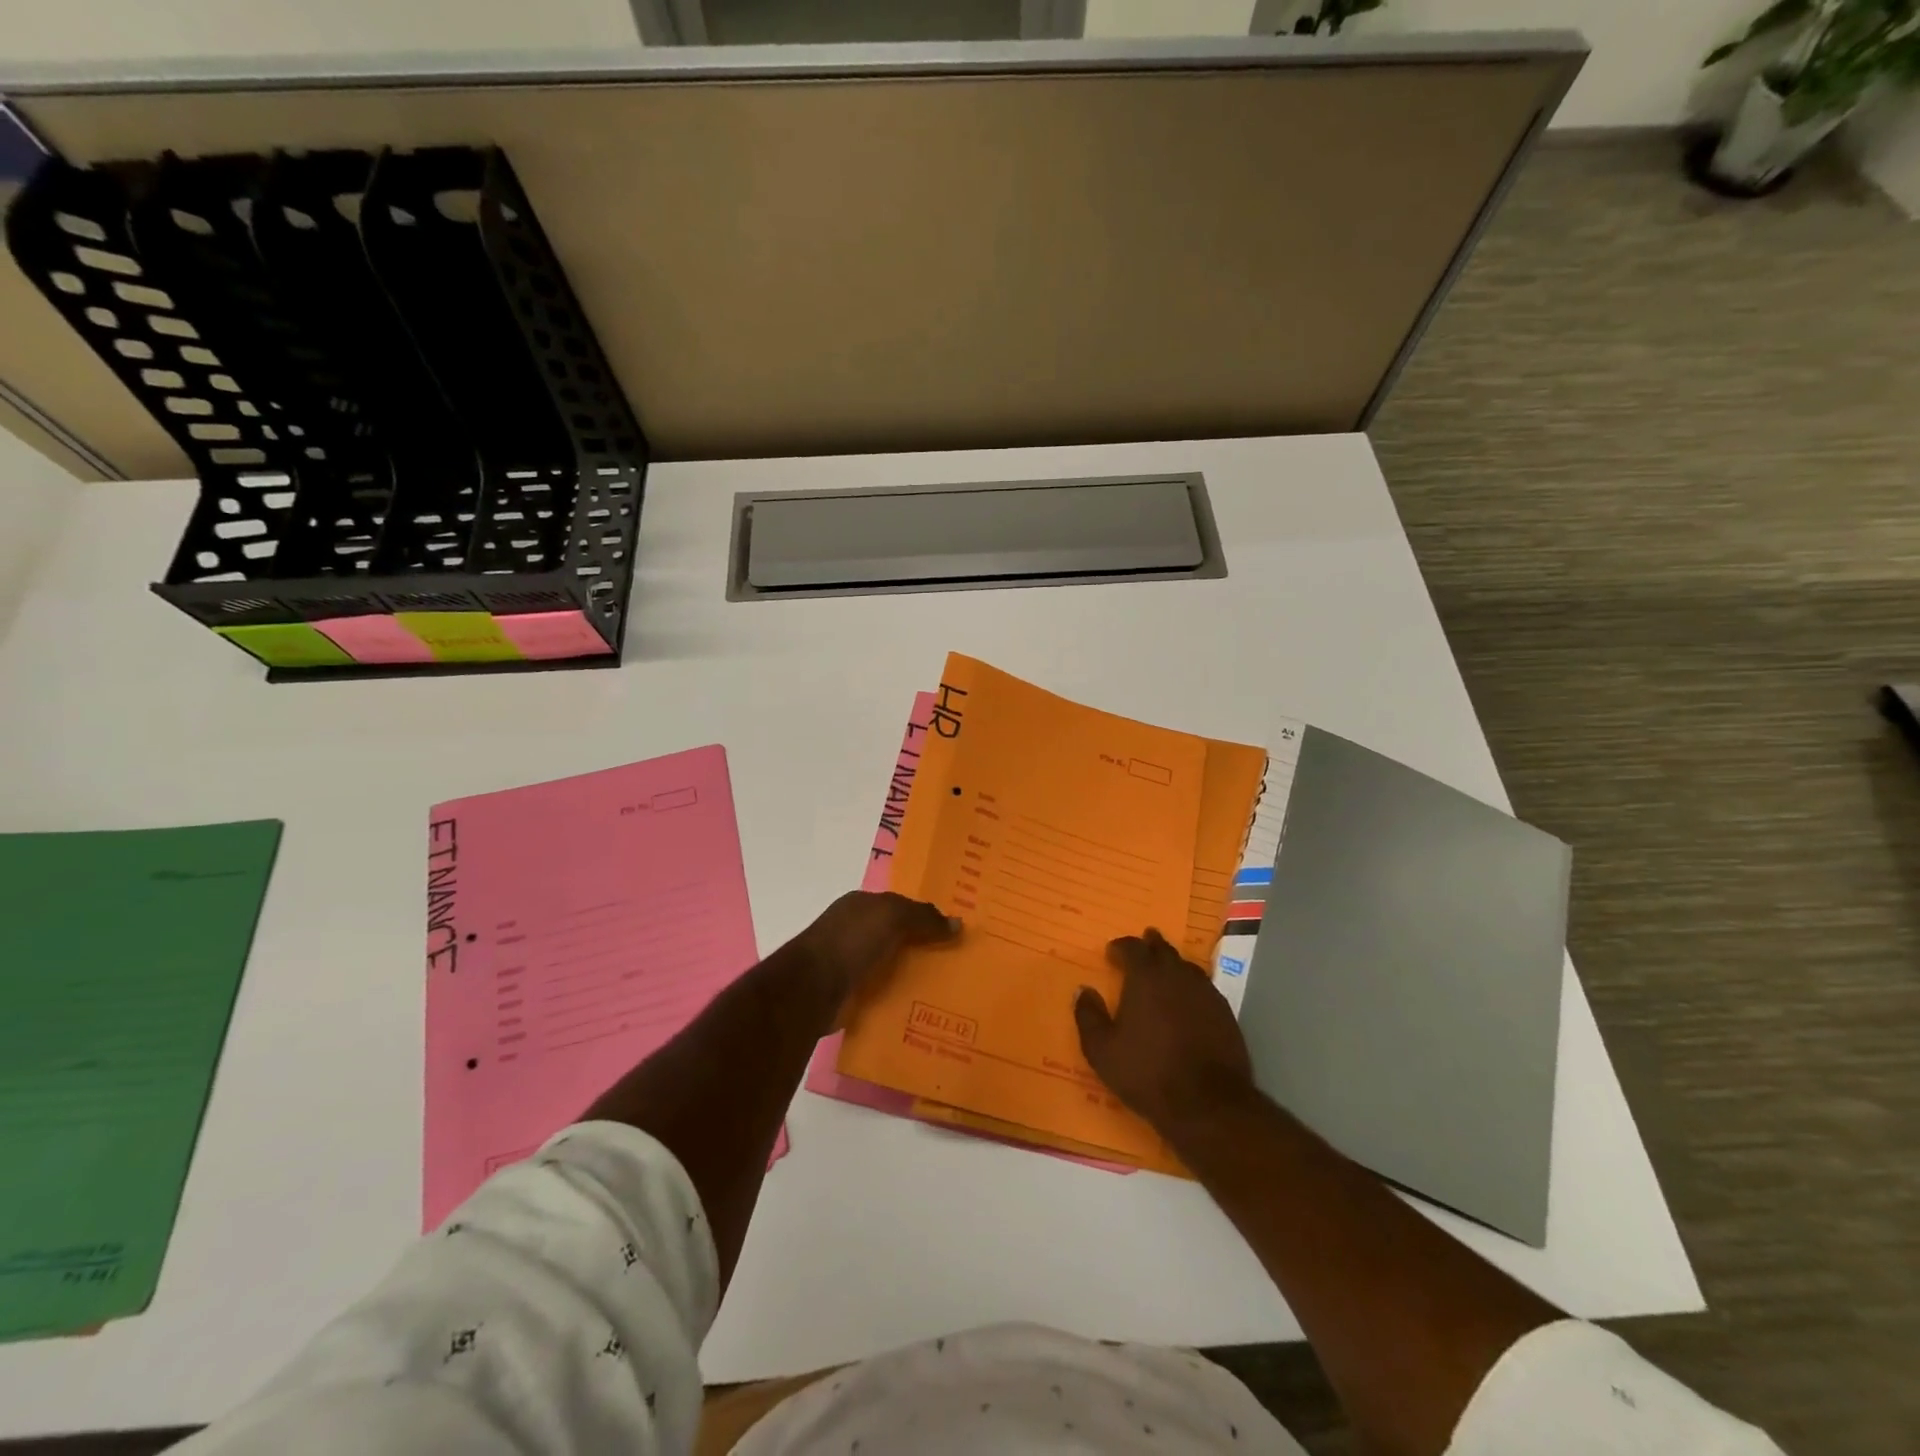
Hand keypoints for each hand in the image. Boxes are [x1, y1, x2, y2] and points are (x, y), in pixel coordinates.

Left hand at [790, 890, 960, 1025]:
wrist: (811, 989)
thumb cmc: (851, 941)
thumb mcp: (893, 916)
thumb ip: (924, 917)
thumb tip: (957, 923)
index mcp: (859, 905)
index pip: (898, 906)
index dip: (923, 916)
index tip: (951, 931)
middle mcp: (851, 930)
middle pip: (894, 936)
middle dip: (920, 946)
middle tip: (955, 961)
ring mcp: (846, 963)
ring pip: (887, 965)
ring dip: (909, 974)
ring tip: (944, 989)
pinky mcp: (846, 994)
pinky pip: (879, 992)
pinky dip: (895, 997)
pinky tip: (918, 1007)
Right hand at [1074, 928, 1256, 1132]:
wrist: (1208, 1103)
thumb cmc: (1147, 1072)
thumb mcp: (1102, 1050)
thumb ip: (1089, 1016)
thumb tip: (1084, 990)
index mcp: (1145, 977)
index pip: (1132, 947)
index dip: (1121, 947)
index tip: (1112, 952)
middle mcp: (1177, 975)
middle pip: (1164, 949)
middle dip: (1151, 945)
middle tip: (1143, 944)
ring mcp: (1206, 993)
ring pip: (1187, 967)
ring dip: (1173, 964)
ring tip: (1165, 970)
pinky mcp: (1226, 1014)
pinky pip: (1205, 988)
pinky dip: (1192, 987)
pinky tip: (1188, 1001)